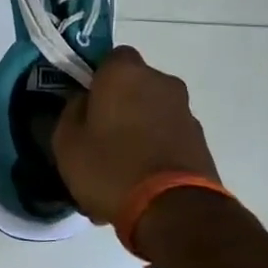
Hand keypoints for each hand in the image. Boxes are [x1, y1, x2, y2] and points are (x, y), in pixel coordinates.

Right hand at [52, 46, 219, 224]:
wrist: (173, 210)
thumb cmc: (110, 166)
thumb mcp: (67, 141)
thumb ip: (71, 112)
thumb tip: (84, 102)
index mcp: (125, 73)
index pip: (110, 57)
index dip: (96, 78)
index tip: (85, 103)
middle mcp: (161, 82)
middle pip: (134, 86)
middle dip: (119, 105)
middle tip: (99, 137)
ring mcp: (185, 111)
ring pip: (151, 114)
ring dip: (137, 130)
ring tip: (119, 169)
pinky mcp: (200, 141)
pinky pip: (166, 138)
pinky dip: (154, 152)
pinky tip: (138, 184)